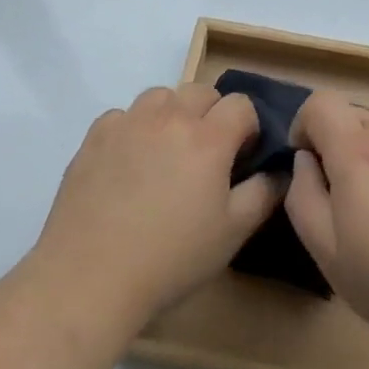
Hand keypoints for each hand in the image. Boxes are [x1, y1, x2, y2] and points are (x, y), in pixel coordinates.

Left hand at [33, 84, 280, 326]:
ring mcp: (129, 122)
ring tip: (167, 152)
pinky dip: (134, 128)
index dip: (248, 127)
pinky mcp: (95, 136)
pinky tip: (129, 163)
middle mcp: (170, 117)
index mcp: (208, 137)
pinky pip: (124, 115)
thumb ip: (263, 193)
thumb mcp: (233, 233)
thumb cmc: (171, 258)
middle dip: (213, 114)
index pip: (241, 104)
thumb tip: (279, 170)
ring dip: (173, 113)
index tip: (241, 157)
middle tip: (206, 155)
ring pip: (161, 96)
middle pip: (202, 91)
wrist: (90, 277)